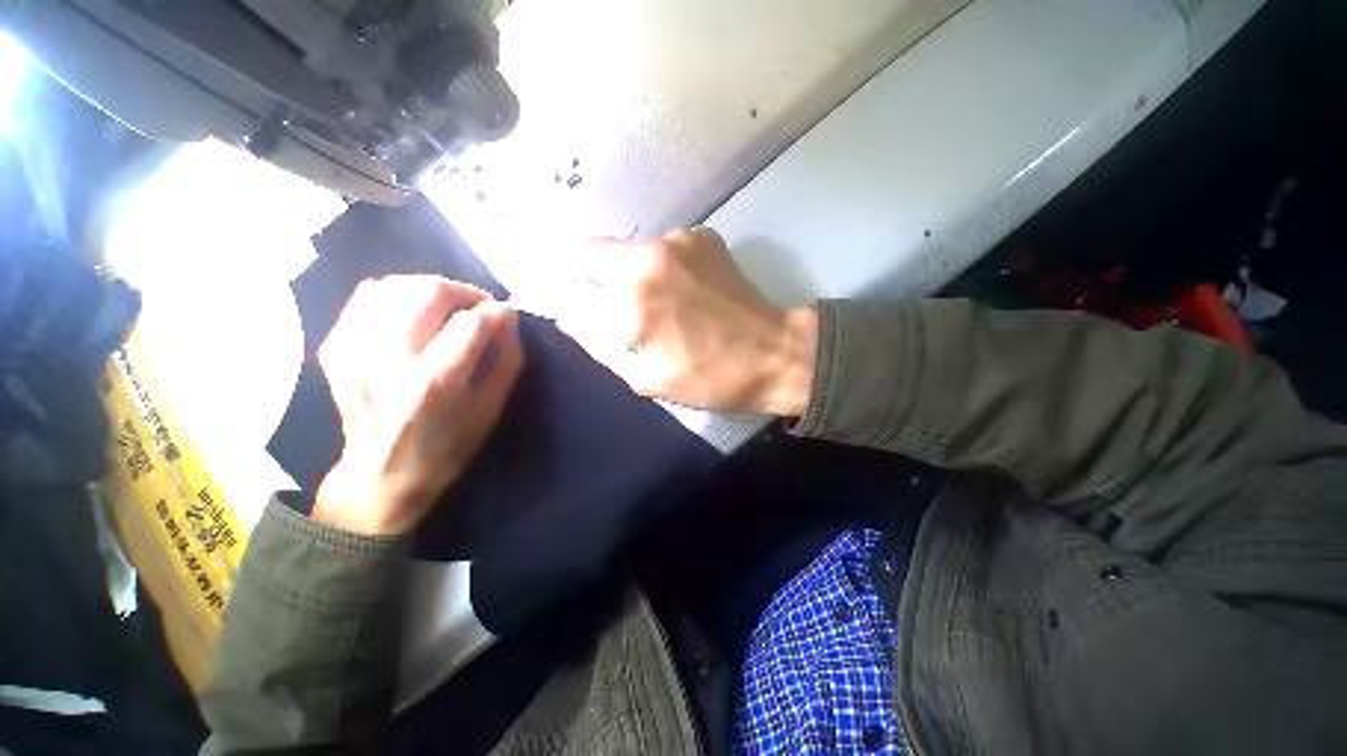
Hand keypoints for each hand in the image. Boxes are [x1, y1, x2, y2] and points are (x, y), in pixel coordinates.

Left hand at [313, 276, 523, 536]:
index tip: (507, 315)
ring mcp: (353, 352)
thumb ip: (506, 358)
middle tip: (477, 307)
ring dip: (430, 288)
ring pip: (393, 286)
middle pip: (427, 292)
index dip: (496, 312)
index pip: (470, 324)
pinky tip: (412, 312)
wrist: (382, 475)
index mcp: (433, 385)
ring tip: (446, 306)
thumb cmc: (448, 445)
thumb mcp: (491, 408)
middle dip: (463, 291)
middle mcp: (387, 361)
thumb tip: (507, 317)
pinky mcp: (335, 347)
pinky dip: (396, 294)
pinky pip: (366, 297)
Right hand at [558, 227, 816, 415]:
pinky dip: (662, 269)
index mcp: (634, 291)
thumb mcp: (646, 377)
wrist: (776, 353)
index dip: (567, 281)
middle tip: (617, 311)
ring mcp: (681, 239)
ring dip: (633, 275)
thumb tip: (572, 318)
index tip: (572, 298)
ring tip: (658, 306)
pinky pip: (664, 251)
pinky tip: (683, 293)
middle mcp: (651, 252)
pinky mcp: (704, 237)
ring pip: (634, 252)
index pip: (574, 265)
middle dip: (598, 280)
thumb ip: (601, 345)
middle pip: (600, 254)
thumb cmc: (710, 376)